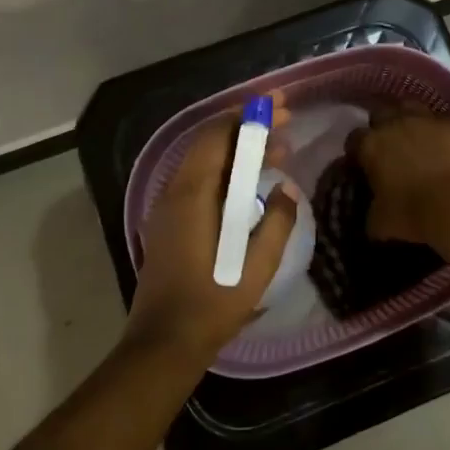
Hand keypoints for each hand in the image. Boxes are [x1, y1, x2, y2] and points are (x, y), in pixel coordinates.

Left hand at [130, 94, 299, 362]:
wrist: (164, 344)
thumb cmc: (212, 303)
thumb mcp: (256, 265)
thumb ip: (276, 221)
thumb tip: (286, 189)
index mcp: (192, 194)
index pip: (218, 136)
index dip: (248, 116)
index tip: (278, 106)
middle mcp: (175, 192)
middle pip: (211, 144)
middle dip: (247, 129)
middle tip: (285, 123)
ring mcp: (169, 208)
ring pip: (205, 163)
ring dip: (239, 151)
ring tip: (277, 151)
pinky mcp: (171, 224)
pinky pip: (200, 182)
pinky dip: (227, 172)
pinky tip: (252, 184)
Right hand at [348, 104, 449, 246]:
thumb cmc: (413, 214)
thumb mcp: (380, 222)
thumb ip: (371, 211)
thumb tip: (371, 213)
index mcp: (371, 145)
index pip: (354, 139)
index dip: (356, 151)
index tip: (360, 164)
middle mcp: (395, 123)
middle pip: (380, 112)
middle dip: (380, 126)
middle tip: (386, 146)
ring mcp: (426, 120)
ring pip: (410, 107)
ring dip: (407, 118)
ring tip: (412, 136)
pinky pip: (439, 120)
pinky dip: (436, 129)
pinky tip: (440, 143)